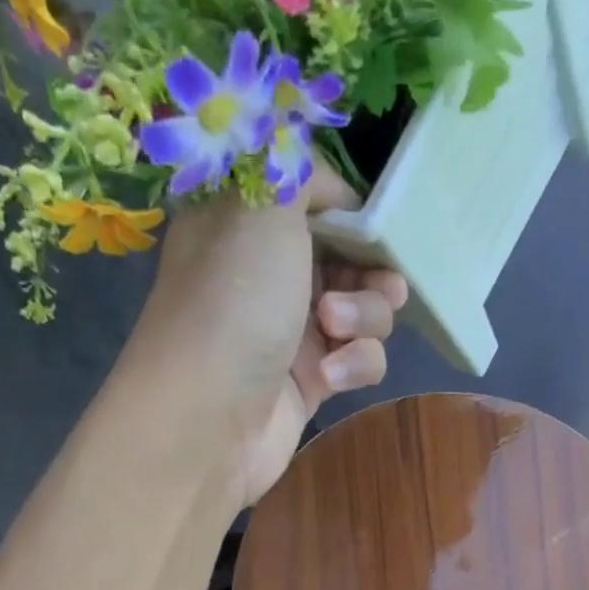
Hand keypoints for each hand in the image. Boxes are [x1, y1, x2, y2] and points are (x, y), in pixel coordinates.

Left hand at [129, 162, 407, 509]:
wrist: (209, 420)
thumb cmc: (234, 304)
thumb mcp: (262, 208)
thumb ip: (295, 169)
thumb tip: (322, 179)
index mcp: (246, 224)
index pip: (313, 199)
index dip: (348, 209)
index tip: (369, 223)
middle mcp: (268, 273)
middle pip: (350, 256)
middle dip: (372, 270)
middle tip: (379, 285)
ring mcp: (292, 329)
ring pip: (363, 309)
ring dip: (366, 318)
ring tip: (335, 332)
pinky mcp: (311, 380)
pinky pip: (358, 359)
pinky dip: (356, 364)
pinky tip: (332, 378)